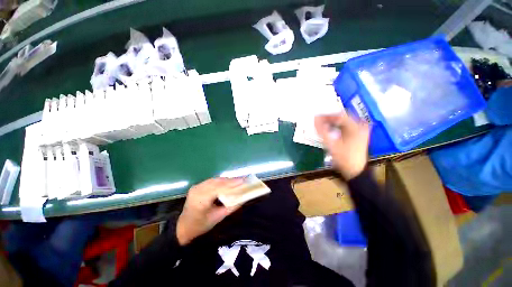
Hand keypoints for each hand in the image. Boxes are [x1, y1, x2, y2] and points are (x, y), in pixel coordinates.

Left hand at [176, 178, 243, 245]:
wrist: (184, 227)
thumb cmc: (201, 225)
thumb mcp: (218, 217)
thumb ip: (232, 207)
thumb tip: (244, 198)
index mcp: (201, 199)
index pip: (219, 187)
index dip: (231, 183)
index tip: (243, 180)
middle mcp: (197, 190)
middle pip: (217, 181)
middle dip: (231, 180)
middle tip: (242, 180)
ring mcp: (196, 187)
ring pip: (215, 180)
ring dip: (226, 180)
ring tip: (237, 181)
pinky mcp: (197, 186)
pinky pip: (211, 181)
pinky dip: (221, 181)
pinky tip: (228, 182)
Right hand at [315, 113, 369, 179]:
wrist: (355, 171)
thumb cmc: (343, 158)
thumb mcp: (331, 144)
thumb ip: (322, 131)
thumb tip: (315, 119)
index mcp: (356, 127)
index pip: (339, 115)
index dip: (326, 115)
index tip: (316, 117)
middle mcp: (361, 125)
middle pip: (342, 117)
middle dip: (329, 118)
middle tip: (318, 121)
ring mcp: (361, 130)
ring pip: (344, 121)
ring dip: (332, 122)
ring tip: (322, 125)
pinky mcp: (359, 134)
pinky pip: (346, 126)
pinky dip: (337, 126)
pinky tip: (330, 130)